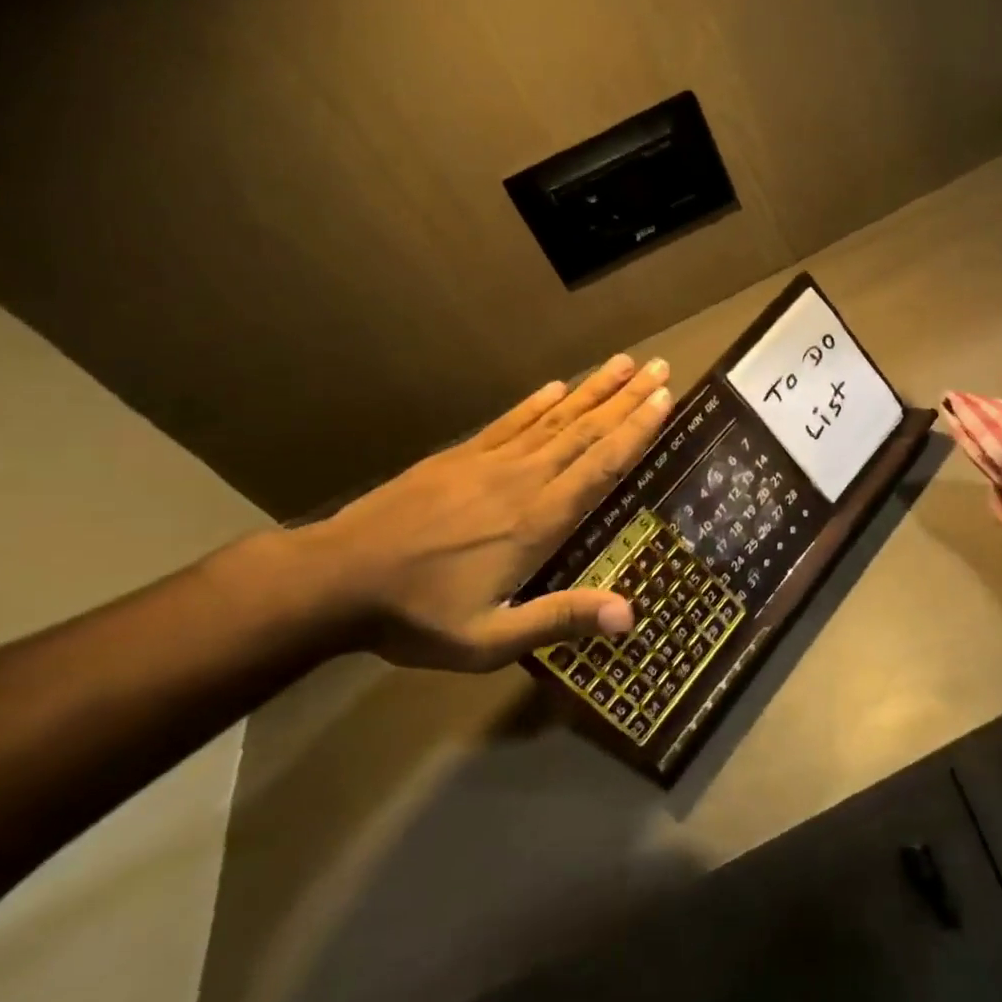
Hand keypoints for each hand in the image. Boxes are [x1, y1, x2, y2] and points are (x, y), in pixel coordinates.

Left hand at [301, 355, 673, 671]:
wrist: (336, 578)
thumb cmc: (418, 616)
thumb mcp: (489, 639)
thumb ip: (559, 620)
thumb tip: (630, 614)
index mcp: (537, 521)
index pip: (600, 466)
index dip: (636, 431)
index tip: (664, 398)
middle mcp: (522, 480)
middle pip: (586, 432)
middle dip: (627, 398)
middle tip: (660, 366)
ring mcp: (488, 462)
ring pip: (554, 419)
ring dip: (592, 389)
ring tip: (623, 362)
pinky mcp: (458, 456)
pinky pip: (509, 422)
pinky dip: (537, 402)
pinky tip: (556, 385)